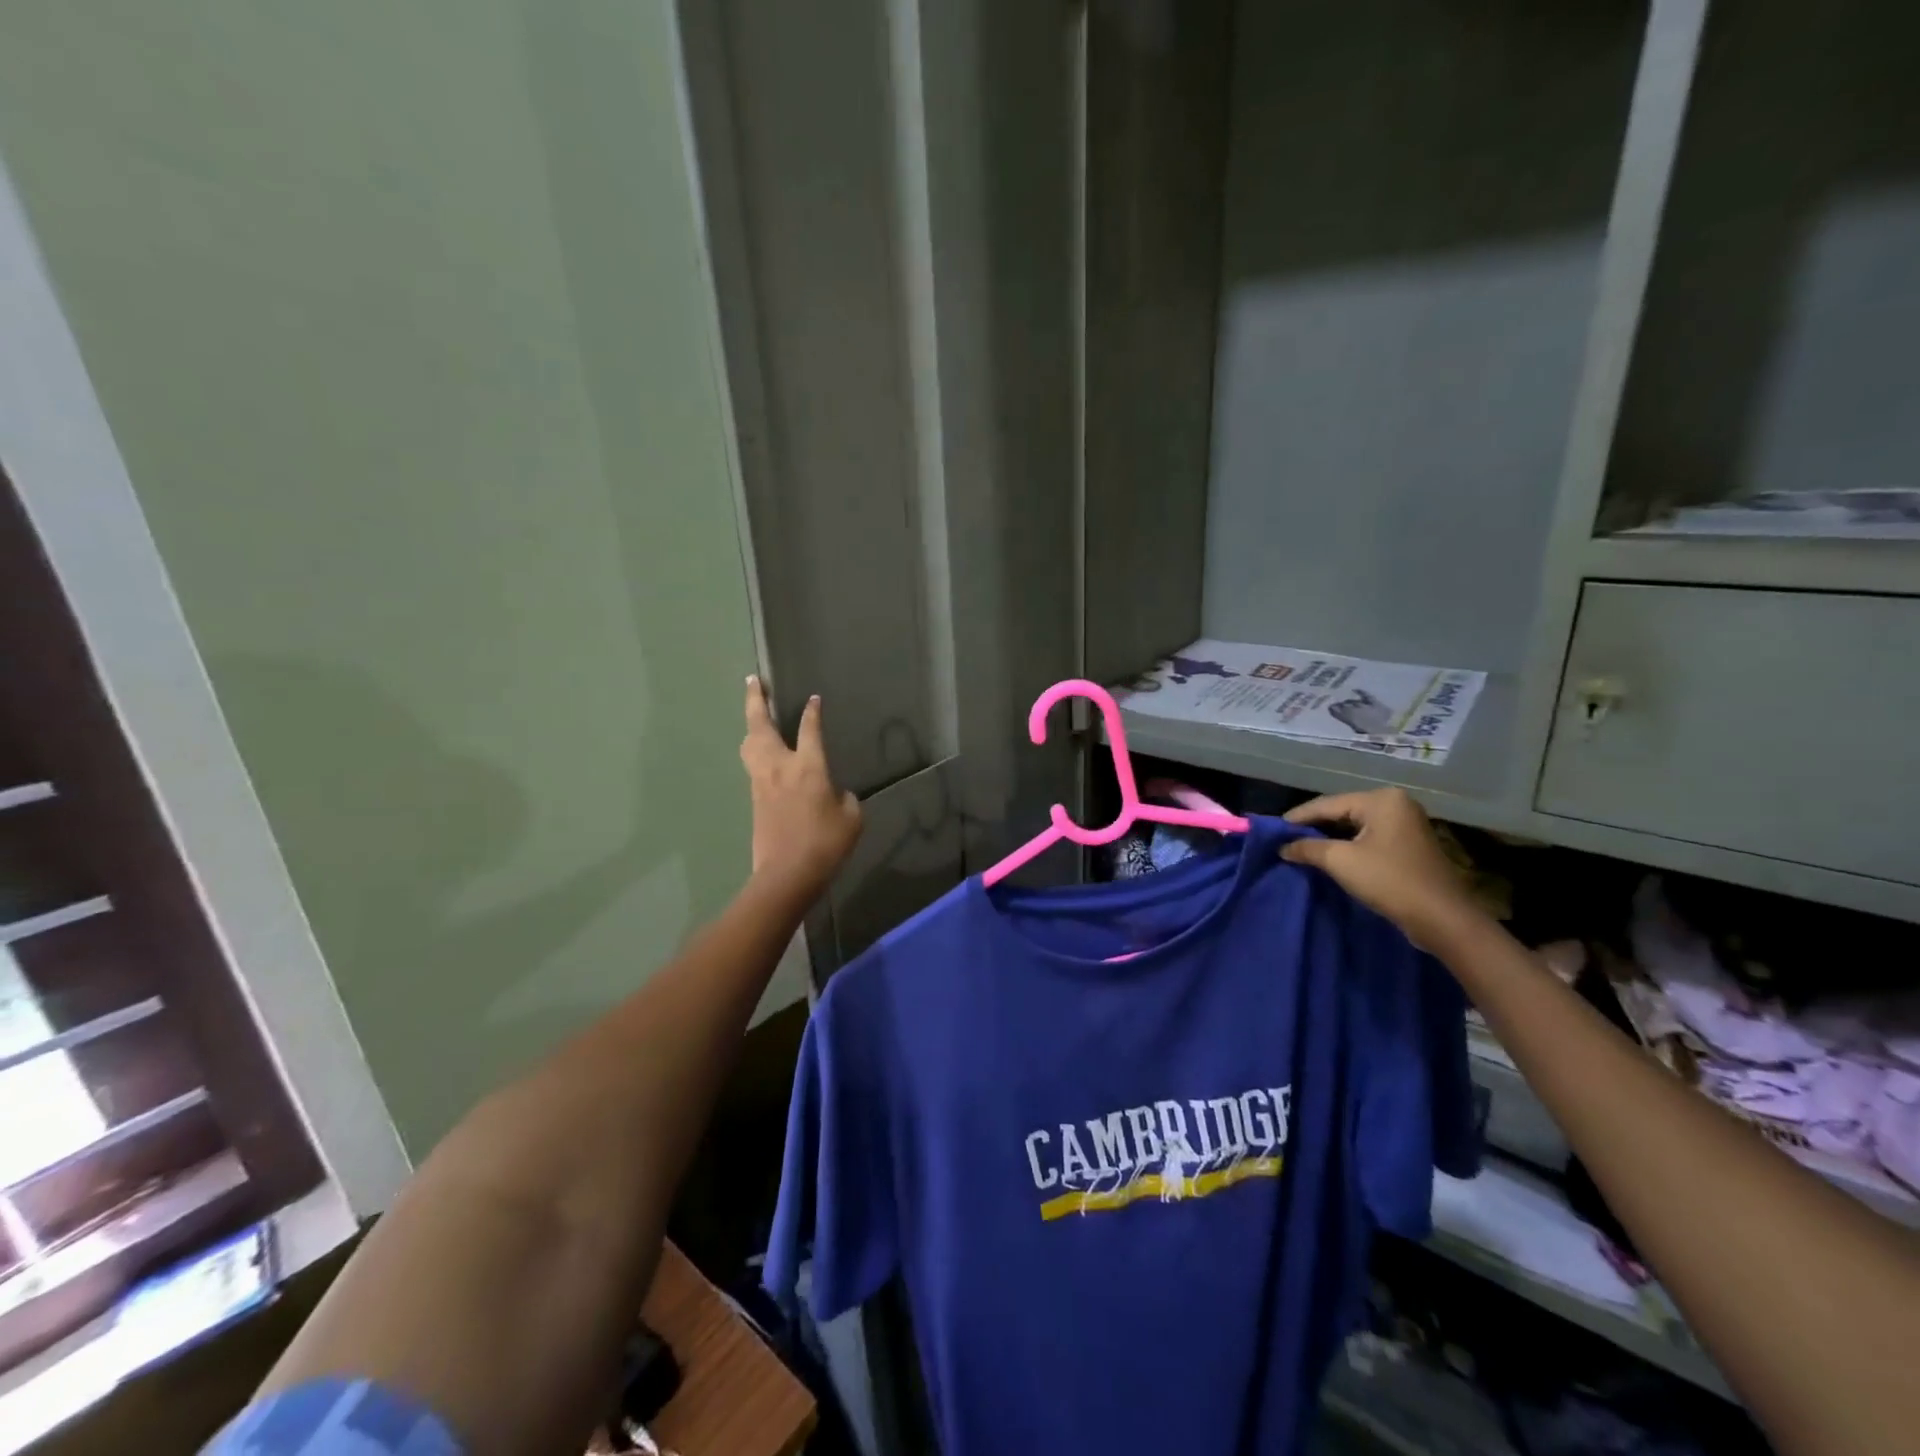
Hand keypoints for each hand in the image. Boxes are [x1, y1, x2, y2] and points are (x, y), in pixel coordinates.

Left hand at [740, 676, 862, 902]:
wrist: (787, 874)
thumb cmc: (825, 843)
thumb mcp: (851, 818)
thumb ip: (843, 797)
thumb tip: (833, 792)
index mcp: (808, 766)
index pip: (809, 729)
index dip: (812, 712)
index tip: (813, 698)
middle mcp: (780, 766)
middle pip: (761, 725)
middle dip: (757, 700)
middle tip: (753, 680)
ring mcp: (762, 782)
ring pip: (749, 743)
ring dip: (750, 724)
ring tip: (754, 712)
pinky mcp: (754, 798)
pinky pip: (751, 763)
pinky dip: (754, 748)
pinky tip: (760, 751)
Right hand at [1280, 788, 1485, 949]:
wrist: (1442, 919)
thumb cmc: (1389, 880)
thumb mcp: (1340, 861)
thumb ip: (1307, 848)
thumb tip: (1282, 847)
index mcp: (1381, 799)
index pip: (1327, 804)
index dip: (1297, 817)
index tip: (1272, 830)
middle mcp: (1395, 804)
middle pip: (1342, 812)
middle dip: (1313, 827)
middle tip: (1285, 839)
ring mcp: (1405, 824)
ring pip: (1354, 826)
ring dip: (1329, 838)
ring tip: (1301, 848)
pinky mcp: (1409, 844)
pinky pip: (1368, 838)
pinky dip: (1347, 845)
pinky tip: (1329, 856)